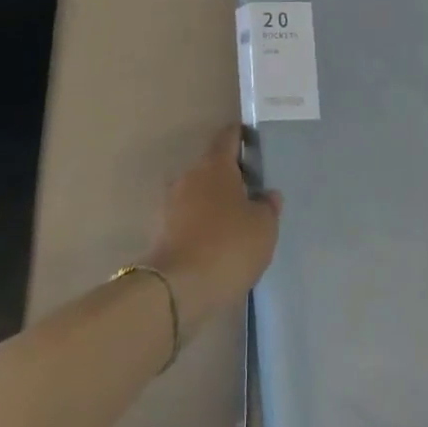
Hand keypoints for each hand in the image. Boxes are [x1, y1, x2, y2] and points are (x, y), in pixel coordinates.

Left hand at [145, 125, 280, 331]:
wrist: (176, 290)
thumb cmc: (228, 246)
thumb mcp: (264, 227)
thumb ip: (268, 206)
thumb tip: (266, 194)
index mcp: (214, 165)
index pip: (228, 136)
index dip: (241, 136)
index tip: (254, 143)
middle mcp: (188, 176)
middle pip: (212, 166)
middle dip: (229, 176)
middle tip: (251, 193)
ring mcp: (169, 204)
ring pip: (197, 194)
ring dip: (213, 203)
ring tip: (234, 224)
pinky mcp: (159, 232)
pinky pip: (186, 219)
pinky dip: (200, 226)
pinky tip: (215, 246)